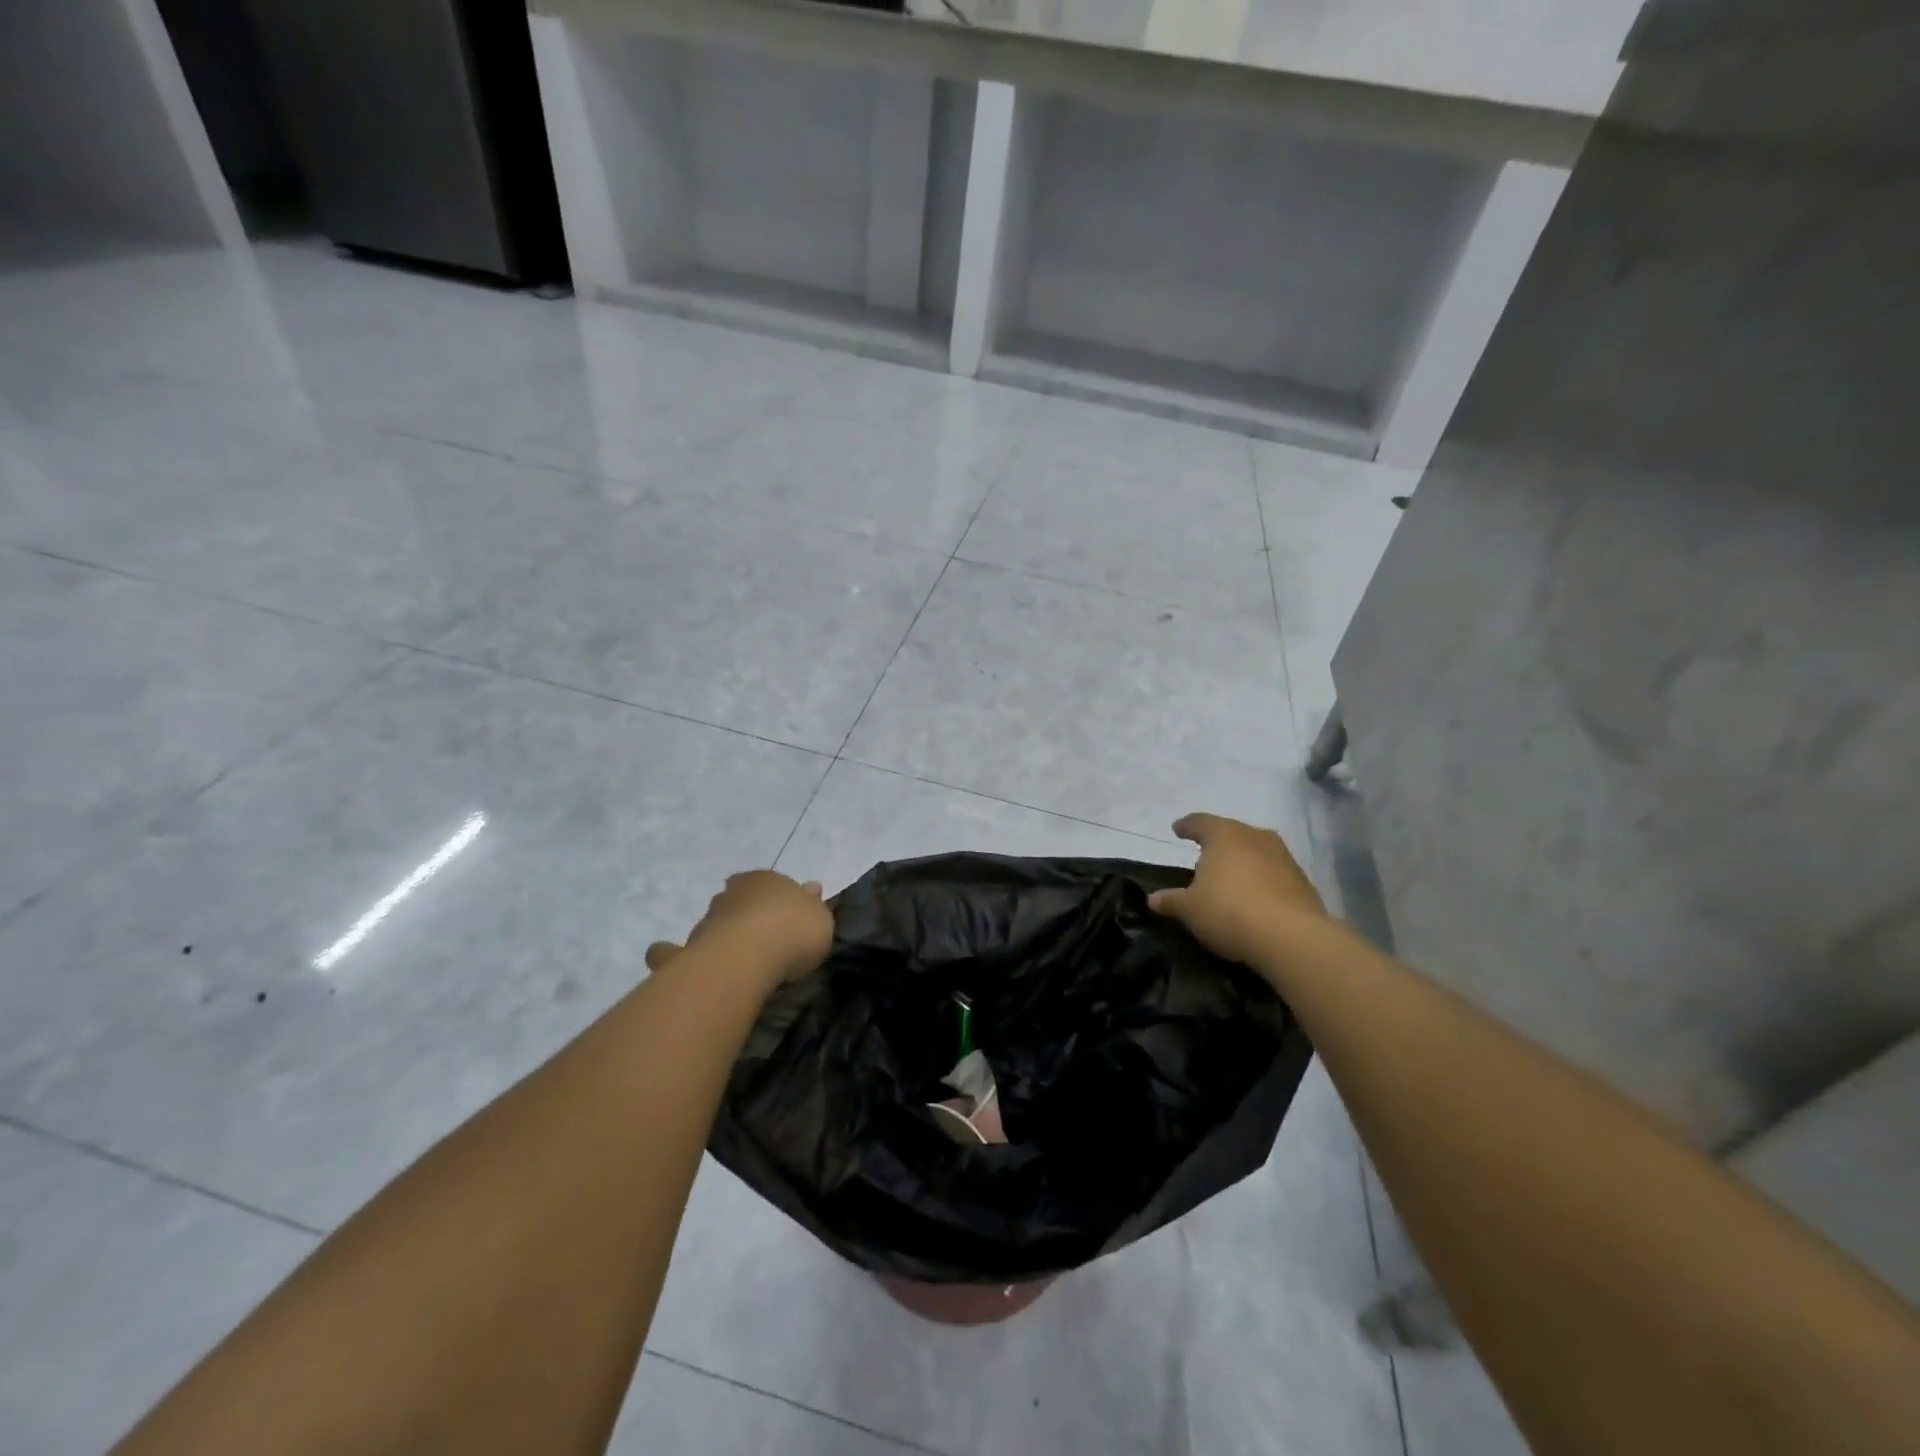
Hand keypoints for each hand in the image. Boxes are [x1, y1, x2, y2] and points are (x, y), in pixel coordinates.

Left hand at [645, 871, 833, 991]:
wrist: (750, 955)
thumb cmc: (793, 930)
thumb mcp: (820, 917)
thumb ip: (813, 905)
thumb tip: (811, 889)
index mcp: (763, 880)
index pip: (763, 881)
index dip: (770, 897)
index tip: (779, 915)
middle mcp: (729, 895)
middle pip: (734, 901)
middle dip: (741, 914)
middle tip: (755, 937)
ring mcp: (705, 922)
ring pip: (710, 925)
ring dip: (717, 937)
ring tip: (730, 960)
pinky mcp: (686, 952)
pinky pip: (674, 954)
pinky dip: (673, 957)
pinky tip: (681, 967)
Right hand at [1147, 813, 1327, 967]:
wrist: (1292, 938)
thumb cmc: (1229, 911)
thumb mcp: (1189, 909)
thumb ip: (1170, 900)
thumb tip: (1153, 899)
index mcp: (1224, 835)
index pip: (1200, 822)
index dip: (1186, 826)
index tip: (1177, 829)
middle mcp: (1255, 837)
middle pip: (1231, 833)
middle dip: (1218, 843)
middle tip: (1204, 856)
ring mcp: (1283, 857)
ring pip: (1256, 852)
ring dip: (1243, 862)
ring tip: (1230, 879)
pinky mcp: (1303, 881)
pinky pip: (1274, 874)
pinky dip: (1262, 881)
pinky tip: (1255, 899)